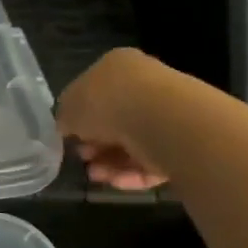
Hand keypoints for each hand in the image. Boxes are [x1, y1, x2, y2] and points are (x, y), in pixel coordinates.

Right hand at [55, 48, 171, 191]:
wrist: (162, 121)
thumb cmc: (107, 103)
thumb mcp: (69, 108)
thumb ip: (65, 118)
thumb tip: (68, 128)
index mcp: (117, 66)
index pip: (94, 91)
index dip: (78, 116)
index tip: (69, 137)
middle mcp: (144, 84)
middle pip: (114, 118)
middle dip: (95, 142)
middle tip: (83, 157)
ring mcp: (166, 112)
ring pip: (132, 142)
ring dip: (109, 161)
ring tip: (95, 174)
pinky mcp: (182, 141)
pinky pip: (152, 159)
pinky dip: (132, 172)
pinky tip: (115, 181)